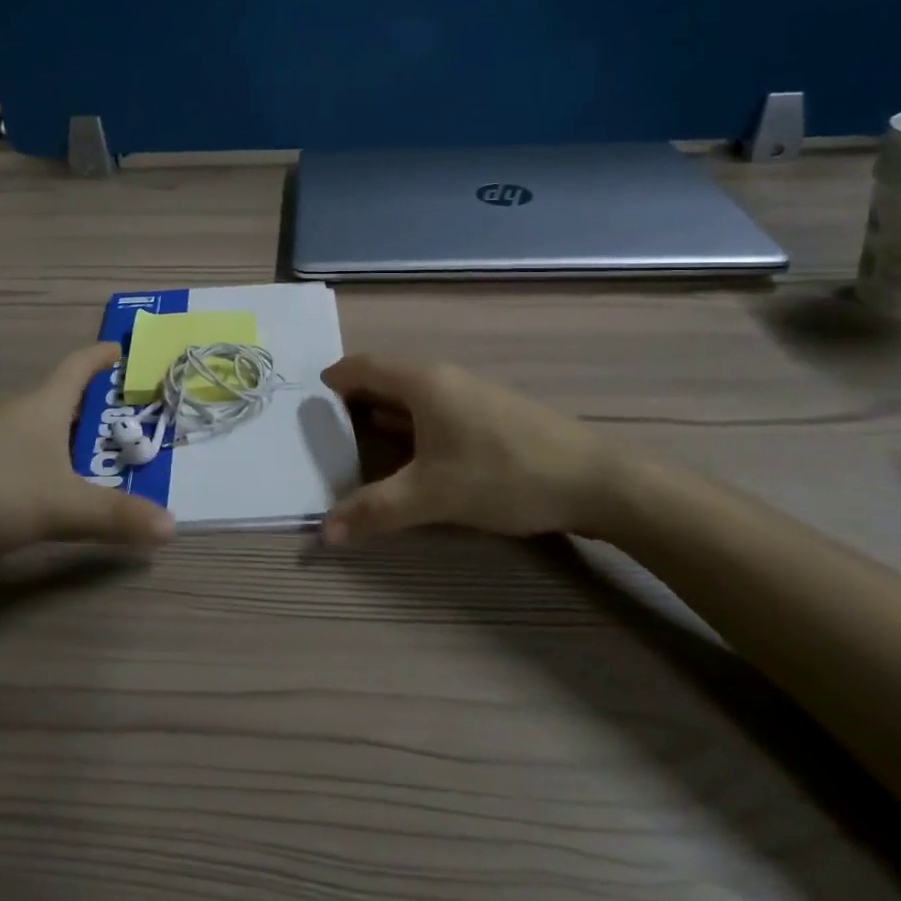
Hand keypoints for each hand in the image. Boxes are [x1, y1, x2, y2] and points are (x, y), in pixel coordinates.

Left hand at [0, 342, 173, 565]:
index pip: (78, 365)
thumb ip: (116, 517)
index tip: (121, 347)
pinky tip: (32, 486)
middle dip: (88, 404)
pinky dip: (32, 458)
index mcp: (41, 405)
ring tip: (85, 456)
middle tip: (119, 418)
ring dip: (59, 434)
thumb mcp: (61, 506)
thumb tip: (173, 527)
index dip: (101, 355)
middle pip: (57, 396)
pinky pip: (8, 450)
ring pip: (31, 425)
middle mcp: (12, 411)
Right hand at [319, 354, 638, 544]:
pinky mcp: (488, 414)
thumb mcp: (432, 495)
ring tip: (354, 441)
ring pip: (411, 396)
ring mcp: (469, 394)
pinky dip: (409, 425)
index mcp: (421, 381)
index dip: (332, 381)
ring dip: (381, 414)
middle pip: (384, 378)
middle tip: (321, 430)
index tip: (306, 406)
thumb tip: (323, 534)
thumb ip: (375, 511)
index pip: (361, 366)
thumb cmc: (503, 474)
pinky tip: (407, 454)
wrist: (594, 480)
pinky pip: (433, 410)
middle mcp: (442, 377)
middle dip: (352, 400)